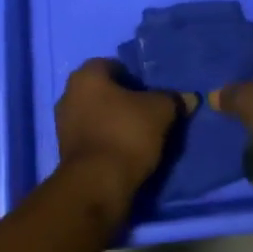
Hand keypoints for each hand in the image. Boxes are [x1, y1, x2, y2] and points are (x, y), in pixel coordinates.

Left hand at [54, 58, 187, 201]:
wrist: (97, 185)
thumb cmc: (126, 133)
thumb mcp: (160, 112)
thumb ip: (173, 100)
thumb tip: (189, 98)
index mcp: (86, 75)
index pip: (113, 66)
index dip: (134, 78)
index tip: (151, 95)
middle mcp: (68, 94)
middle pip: (102, 91)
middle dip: (122, 101)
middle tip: (146, 114)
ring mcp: (63, 124)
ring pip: (95, 115)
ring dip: (113, 122)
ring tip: (138, 137)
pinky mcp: (65, 152)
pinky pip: (91, 138)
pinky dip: (105, 142)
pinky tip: (124, 154)